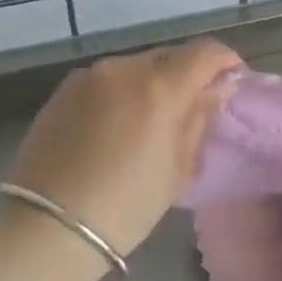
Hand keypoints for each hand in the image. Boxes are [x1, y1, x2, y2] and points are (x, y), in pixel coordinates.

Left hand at [5, 39, 243, 256]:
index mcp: (160, 87)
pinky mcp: (64, 90)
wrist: (49, 228)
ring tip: (151, 119)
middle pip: (170, 56)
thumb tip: (218, 87)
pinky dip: (122, 93)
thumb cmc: (127, 205)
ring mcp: (90, 76)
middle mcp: (125, 68)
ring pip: (136, 67)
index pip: (205, 52)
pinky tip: (117, 126)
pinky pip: (107, 80)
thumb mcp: (177, 167)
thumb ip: (199, 118)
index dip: (225, 60)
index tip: (232, 80)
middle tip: (193, 106)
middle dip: (188, 74)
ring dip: (152, 83)